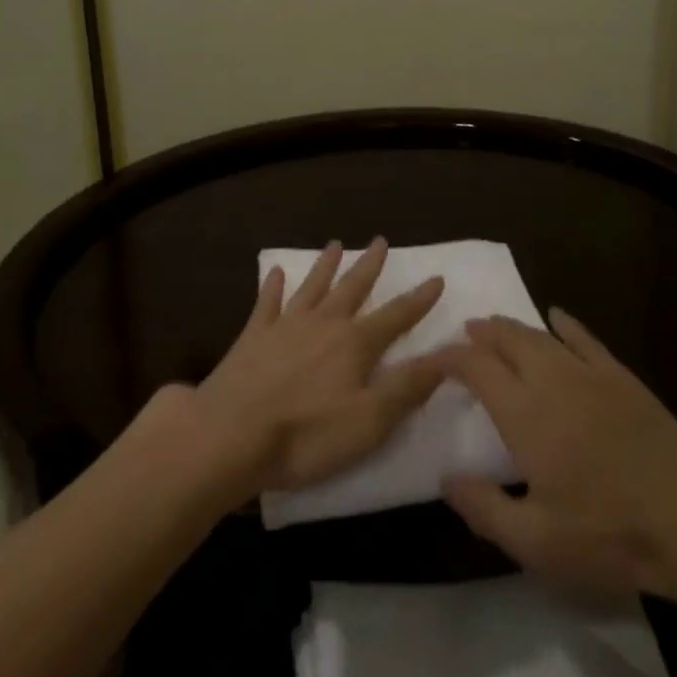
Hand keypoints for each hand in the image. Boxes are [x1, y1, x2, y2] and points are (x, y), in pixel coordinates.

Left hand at [191, 238, 445, 497]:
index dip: (418, 300)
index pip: (396, 316)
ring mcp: (286, 326)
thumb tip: (446, 356)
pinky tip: (276, 272)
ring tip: (336, 245)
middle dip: (369, 266)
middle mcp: (324, 323)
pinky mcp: (253, 337)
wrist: (231, 434)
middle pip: (352, 288)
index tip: (437, 278)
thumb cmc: (307, 435)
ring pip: (312, 287)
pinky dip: (273, 286)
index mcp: (355, 344)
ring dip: (326, 266)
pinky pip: (267, 303)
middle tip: (380, 240)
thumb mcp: (369, 421)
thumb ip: (407, 387)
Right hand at [441, 309, 676, 598]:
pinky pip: (584, 337)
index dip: (450, 357)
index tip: (433, 360)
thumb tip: (445, 478)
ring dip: (513, 327)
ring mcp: (588, 372)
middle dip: (481, 332)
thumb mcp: (537, 543)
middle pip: (507, 339)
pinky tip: (556, 316)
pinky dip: (565, 324)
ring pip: (540, 334)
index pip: (476, 367)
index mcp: (524, 413)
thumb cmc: (609, 533)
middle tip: (465, 332)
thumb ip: (485, 508)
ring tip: (496, 326)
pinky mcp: (619, 375)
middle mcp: (550, 379)